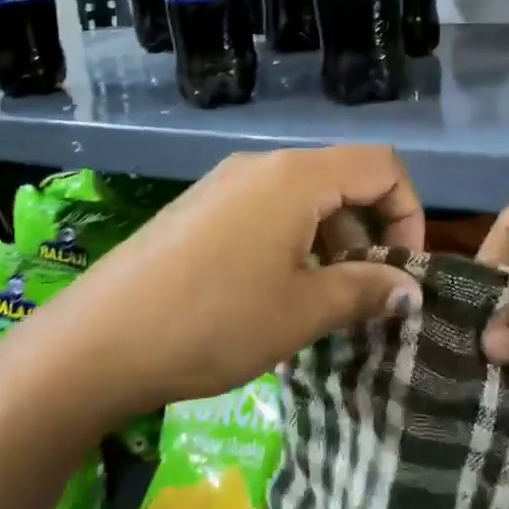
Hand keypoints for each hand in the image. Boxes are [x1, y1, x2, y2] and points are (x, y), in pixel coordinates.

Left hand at [34, 146, 424, 414]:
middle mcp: (261, 166)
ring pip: (303, 200)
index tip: (404, 271)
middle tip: (367, 295)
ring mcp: (224, 185)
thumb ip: (365, 291)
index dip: (408, 213)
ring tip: (324, 303)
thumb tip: (411, 291)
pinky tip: (278, 296)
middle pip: (342, 180)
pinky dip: (293, 245)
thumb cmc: (214, 321)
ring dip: (331, 244)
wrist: (97, 342)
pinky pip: (266, 213)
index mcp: (295, 177)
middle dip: (370, 233)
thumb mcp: (302, 311)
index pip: (381, 166)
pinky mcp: (200, 210)